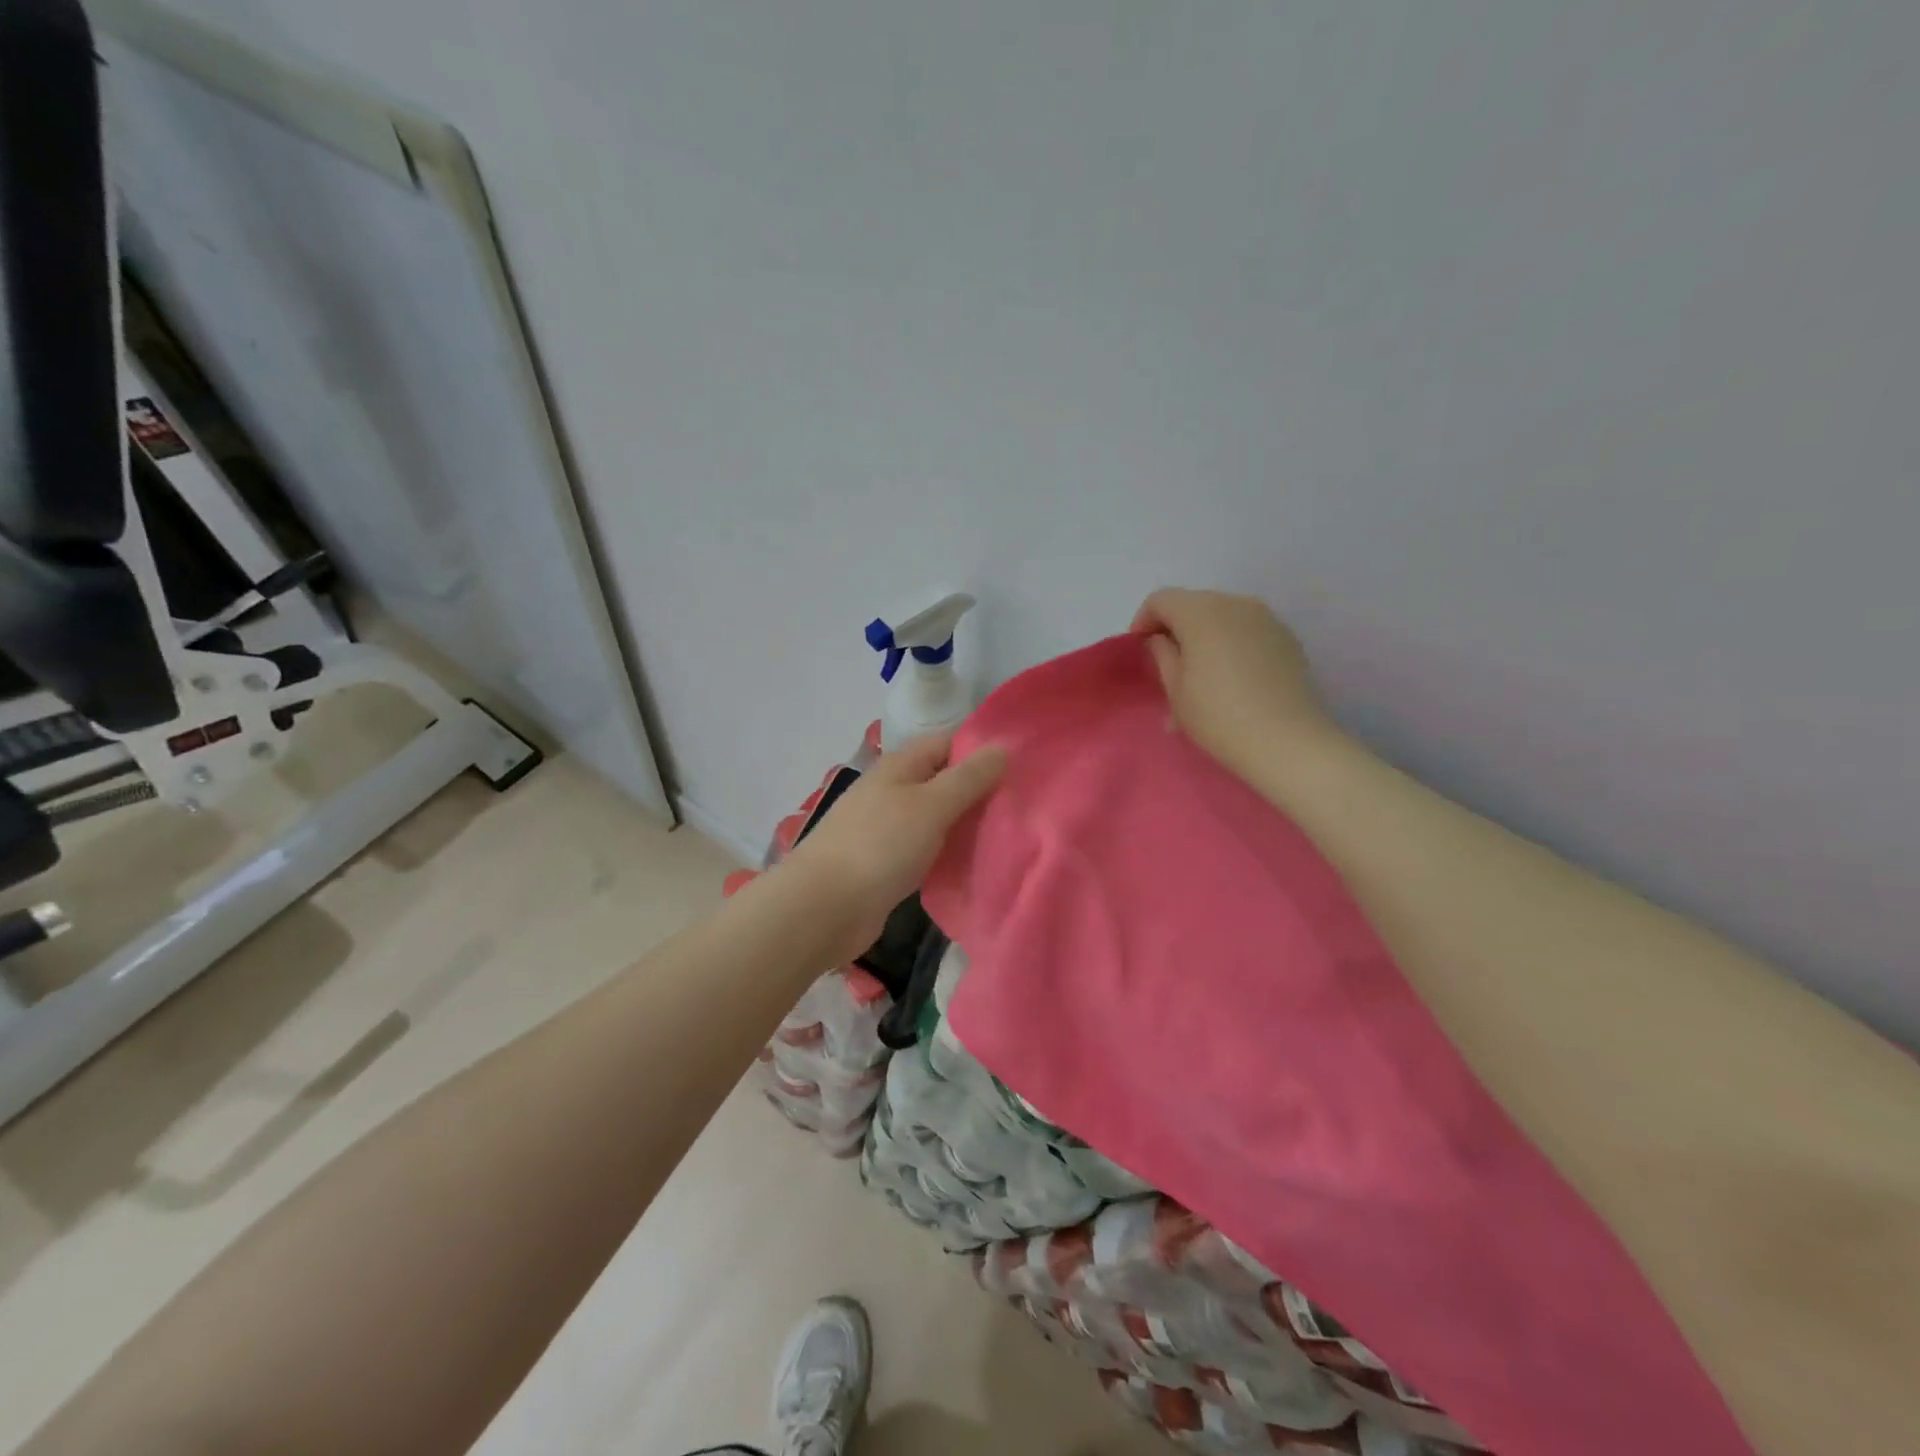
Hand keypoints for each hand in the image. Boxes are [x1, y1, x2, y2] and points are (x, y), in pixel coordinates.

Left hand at [783, 733, 1007, 962]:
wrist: (824, 908)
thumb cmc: (880, 846)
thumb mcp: (931, 805)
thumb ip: (968, 778)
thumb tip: (1003, 746)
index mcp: (899, 766)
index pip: (947, 742)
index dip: (981, 748)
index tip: (1022, 764)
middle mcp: (891, 791)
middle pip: (942, 780)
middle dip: (979, 789)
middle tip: (1023, 803)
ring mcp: (886, 829)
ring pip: (936, 817)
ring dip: (965, 823)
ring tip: (1009, 832)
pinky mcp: (886, 864)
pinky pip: (926, 848)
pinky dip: (948, 852)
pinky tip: (974, 863)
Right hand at [1131, 588, 1336, 783]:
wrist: (1285, 741)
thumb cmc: (1218, 715)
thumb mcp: (1175, 688)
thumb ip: (1162, 654)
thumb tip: (1161, 639)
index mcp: (1202, 611)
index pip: (1161, 600)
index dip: (1143, 621)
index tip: (1140, 651)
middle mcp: (1236, 603)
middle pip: (1194, 604)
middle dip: (1175, 629)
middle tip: (1168, 666)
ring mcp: (1266, 619)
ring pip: (1222, 617)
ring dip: (1204, 639)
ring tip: (1199, 678)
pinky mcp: (1286, 639)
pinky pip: (1247, 632)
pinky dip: (1230, 646)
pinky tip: (1230, 680)